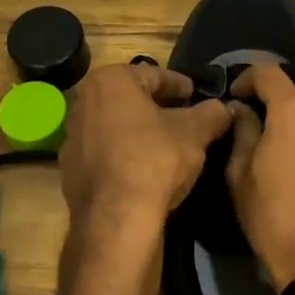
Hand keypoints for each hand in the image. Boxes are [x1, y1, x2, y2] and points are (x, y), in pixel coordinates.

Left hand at [59, 63, 232, 228]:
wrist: (116, 219)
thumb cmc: (155, 159)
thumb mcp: (195, 132)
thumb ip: (212, 113)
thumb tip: (224, 108)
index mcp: (110, 81)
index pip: (154, 75)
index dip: (180, 86)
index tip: (196, 96)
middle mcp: (83, 102)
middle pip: (131, 99)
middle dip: (159, 107)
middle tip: (186, 119)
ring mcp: (72, 137)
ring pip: (116, 126)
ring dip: (140, 131)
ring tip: (168, 146)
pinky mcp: (69, 169)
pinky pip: (105, 153)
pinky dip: (124, 154)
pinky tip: (145, 170)